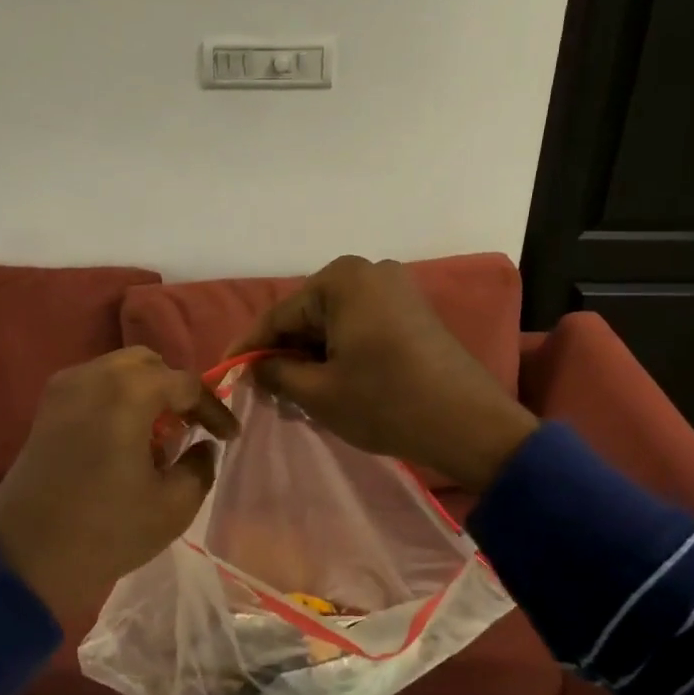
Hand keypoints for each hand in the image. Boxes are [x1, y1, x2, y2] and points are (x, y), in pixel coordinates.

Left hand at [0, 348, 238, 618]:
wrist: (24, 559)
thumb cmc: (106, 531)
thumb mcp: (173, 506)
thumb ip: (200, 466)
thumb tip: (201, 448)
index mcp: (128, 393)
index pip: (186, 383)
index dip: (214, 408)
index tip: (231, 437)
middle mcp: (93, 376)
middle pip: (148, 365)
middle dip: (176, 391)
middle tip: (193, 427)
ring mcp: (62, 390)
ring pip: (117, 373)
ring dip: (146, 395)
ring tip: (161, 437)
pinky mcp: (45, 412)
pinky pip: (93, 389)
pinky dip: (117, 402)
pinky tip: (126, 441)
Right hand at [229, 256, 538, 491]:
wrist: (469, 423)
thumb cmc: (386, 403)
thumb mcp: (318, 392)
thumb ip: (276, 373)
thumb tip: (255, 368)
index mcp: (341, 280)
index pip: (279, 316)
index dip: (248, 348)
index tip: (224, 372)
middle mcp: (368, 271)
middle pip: (307, 316)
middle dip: (283, 352)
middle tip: (262, 391)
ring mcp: (395, 288)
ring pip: (333, 323)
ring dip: (311, 356)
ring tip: (293, 393)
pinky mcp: (412, 311)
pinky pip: (360, 326)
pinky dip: (339, 352)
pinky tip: (329, 382)